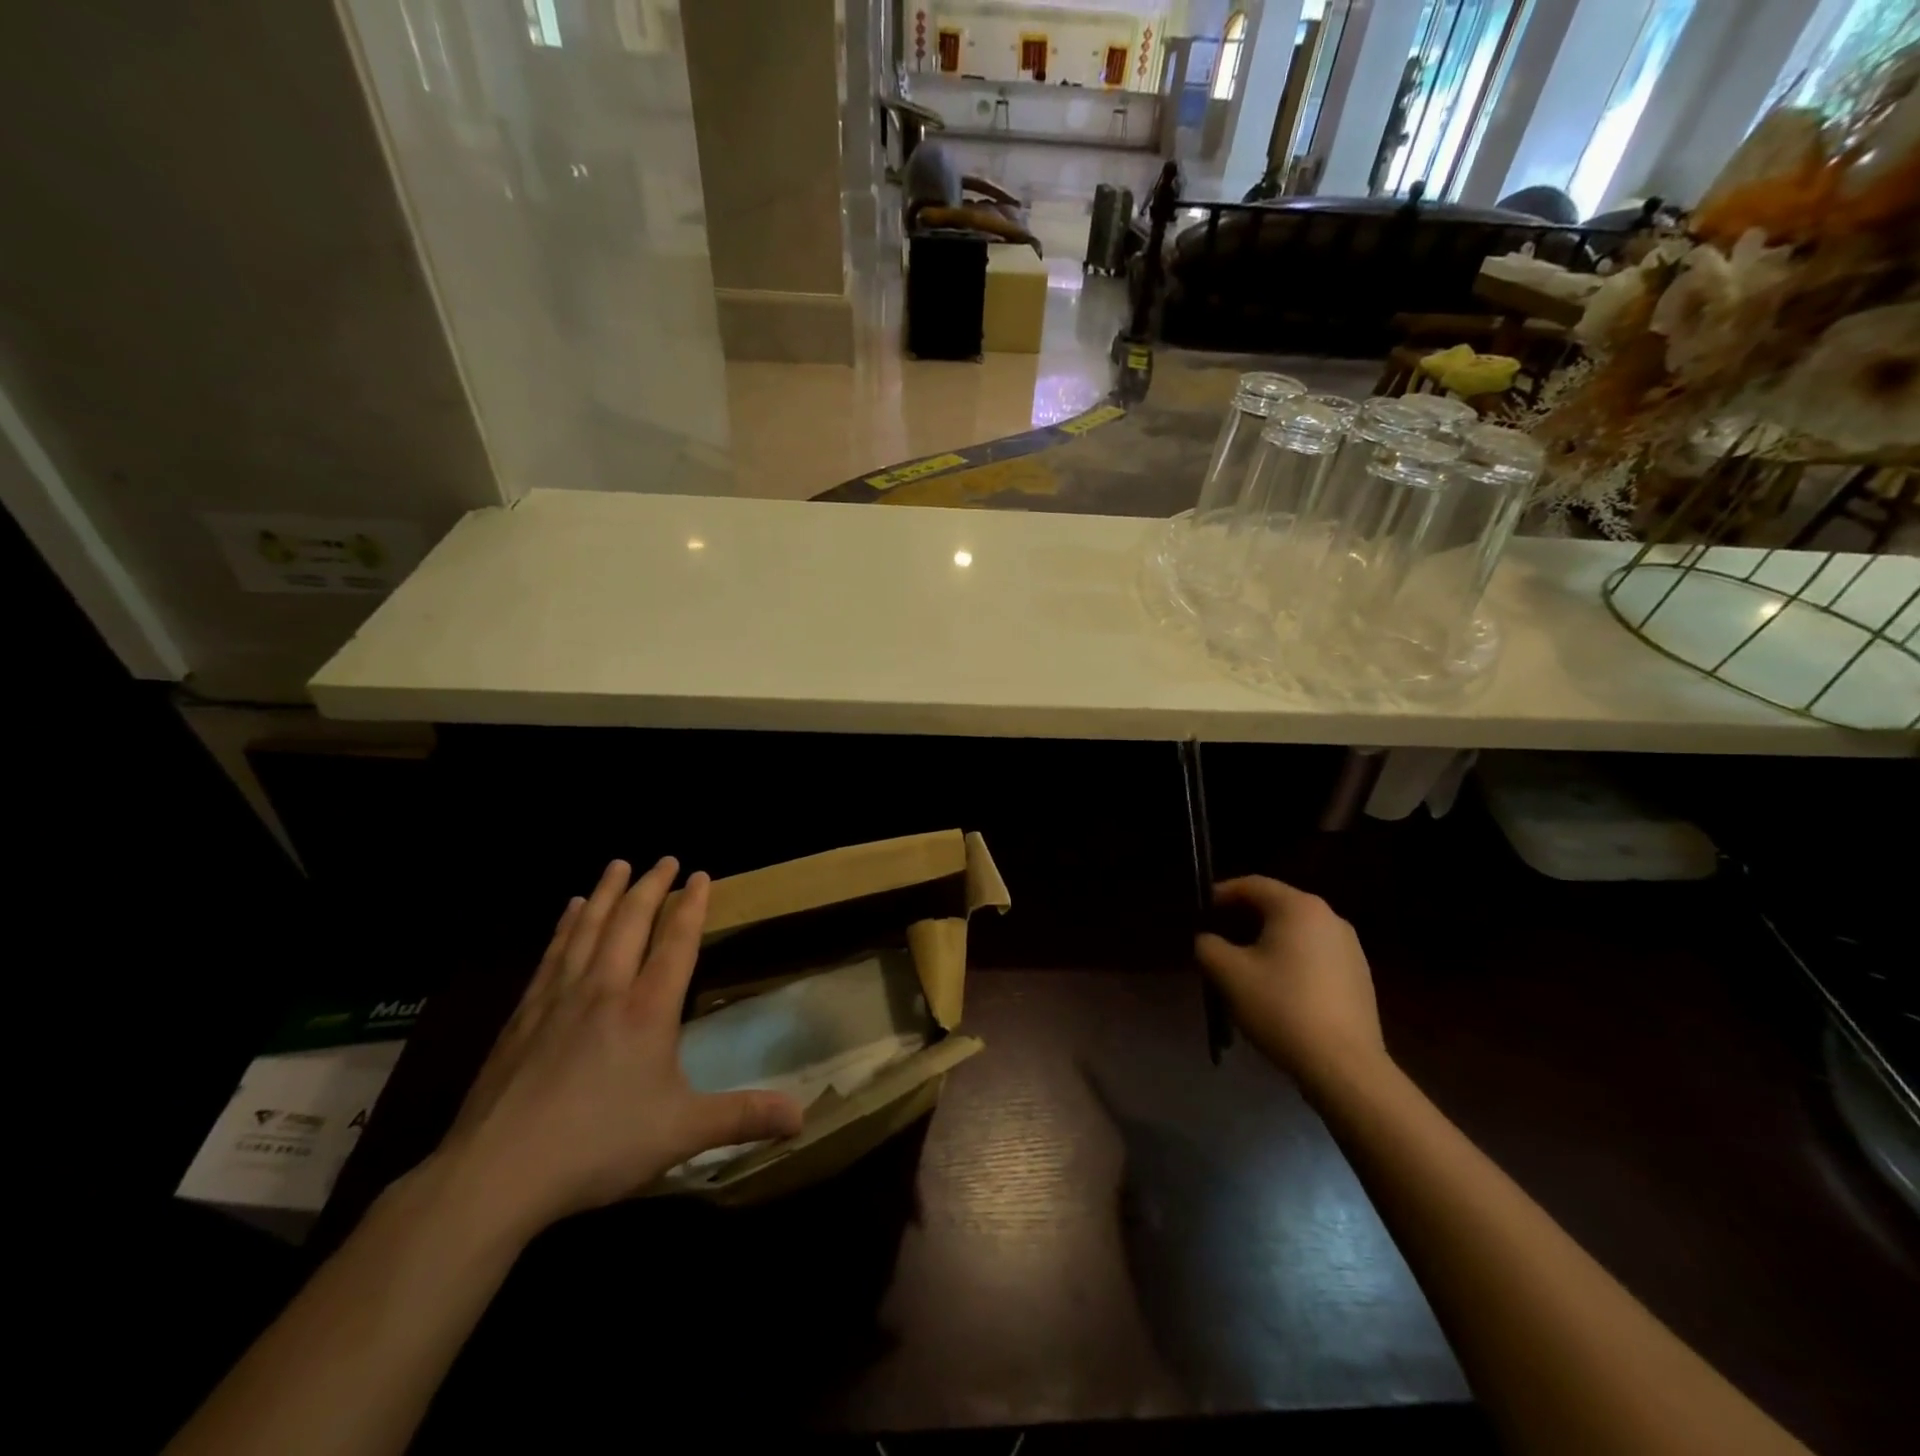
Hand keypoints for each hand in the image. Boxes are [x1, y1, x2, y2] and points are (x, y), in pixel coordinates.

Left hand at [434, 858, 803, 1236]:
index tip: (701, 875)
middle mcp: (605, 989)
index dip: (692, 905)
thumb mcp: (681, 1133)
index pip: (676, 942)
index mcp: (647, 1010)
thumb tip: (803, 1116)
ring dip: (608, 893)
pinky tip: (570, 910)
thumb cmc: (598, 1146)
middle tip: (665, 860)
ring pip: (589, 928)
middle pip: (631, 922)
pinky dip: (566, 925)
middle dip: (651, 886)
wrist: (496, 1172)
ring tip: (618, 865)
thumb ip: (742, 1117)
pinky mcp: (523, 1016)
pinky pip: (553, 953)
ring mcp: (559, 998)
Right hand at [1195, 877, 1387, 1092]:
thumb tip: (1208, 940)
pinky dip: (1292, 960)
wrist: (1344, 1066)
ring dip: (1268, 941)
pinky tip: (1278, 989)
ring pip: (1297, 932)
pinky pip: (1315, 955)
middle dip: (1243, 919)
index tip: (1201, 912)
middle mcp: (1329, 917)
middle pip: (1277, 906)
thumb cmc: (1281, 1007)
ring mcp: (1350, 947)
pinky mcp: (1360, 976)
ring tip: (1245, 966)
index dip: (1221, 894)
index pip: (1252, 885)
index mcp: (1298, 907)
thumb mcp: (1227, 974)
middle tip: (1218, 938)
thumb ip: (1208, 946)